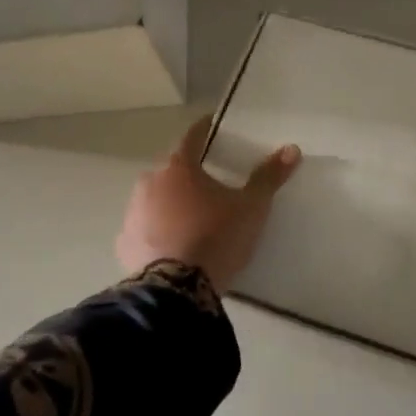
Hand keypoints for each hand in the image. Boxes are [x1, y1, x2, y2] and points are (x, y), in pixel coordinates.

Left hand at [116, 116, 301, 291]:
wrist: (177, 290)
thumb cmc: (216, 238)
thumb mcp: (251, 208)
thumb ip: (268, 178)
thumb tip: (291, 149)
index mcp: (178, 167)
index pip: (192, 137)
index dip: (205, 130)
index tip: (213, 126)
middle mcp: (149, 183)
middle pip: (172, 170)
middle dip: (189, 174)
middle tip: (211, 185)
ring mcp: (133, 214)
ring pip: (155, 200)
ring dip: (171, 204)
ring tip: (193, 220)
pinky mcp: (125, 244)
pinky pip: (145, 230)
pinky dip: (157, 232)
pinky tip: (173, 246)